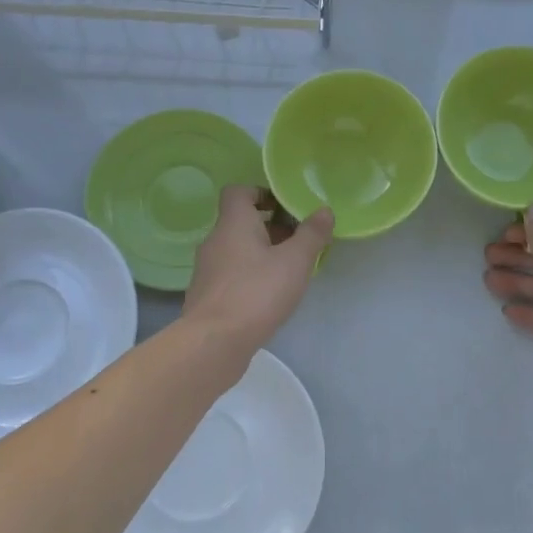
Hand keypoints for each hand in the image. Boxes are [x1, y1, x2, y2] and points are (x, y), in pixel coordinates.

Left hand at [183, 186, 332, 360]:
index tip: (286, 208)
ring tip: (288, 270)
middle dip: (270, 227)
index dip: (261, 193)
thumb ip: (311, 234)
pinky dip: (249, 276)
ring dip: (261, 253)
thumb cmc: (257, 292)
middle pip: (240, 222)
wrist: (215, 341)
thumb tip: (324, 210)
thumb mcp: (294, 261)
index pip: (238, 191)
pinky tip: (268, 295)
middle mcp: (215, 240)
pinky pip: (231, 274)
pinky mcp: (207, 294)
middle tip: (298, 241)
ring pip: (236, 249)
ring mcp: (207, 269)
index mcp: (233, 223)